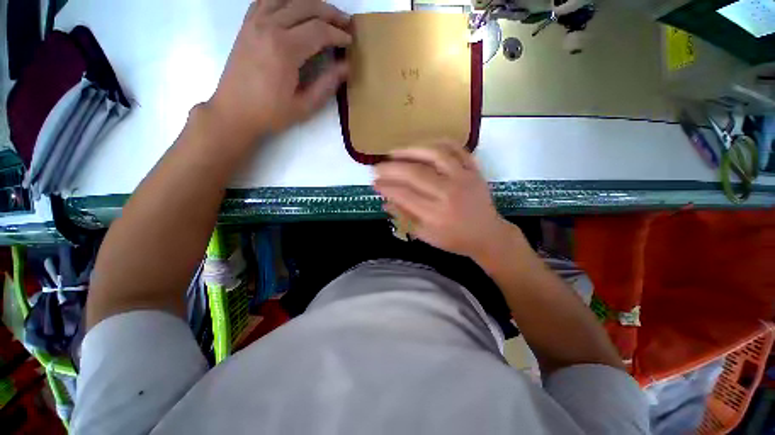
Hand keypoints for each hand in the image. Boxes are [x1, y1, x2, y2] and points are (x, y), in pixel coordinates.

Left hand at [206, 0, 351, 144]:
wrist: (234, 111)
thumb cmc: (271, 113)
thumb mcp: (304, 106)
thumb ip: (326, 85)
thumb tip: (346, 67)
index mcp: (285, 49)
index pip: (318, 30)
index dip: (338, 34)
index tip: (350, 40)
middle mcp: (269, 27)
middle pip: (305, 6)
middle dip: (330, 12)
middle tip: (345, 21)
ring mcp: (255, 22)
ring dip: (310, 2)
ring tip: (325, 12)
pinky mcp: (247, 24)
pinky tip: (295, 7)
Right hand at [374, 144, 515, 260]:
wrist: (488, 234)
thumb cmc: (455, 239)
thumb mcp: (426, 235)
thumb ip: (405, 218)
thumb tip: (384, 202)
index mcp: (436, 214)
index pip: (404, 195)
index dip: (386, 187)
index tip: (374, 183)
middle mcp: (449, 193)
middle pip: (415, 173)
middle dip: (391, 169)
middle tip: (377, 167)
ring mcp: (464, 177)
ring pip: (434, 155)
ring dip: (410, 151)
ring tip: (394, 152)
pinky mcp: (474, 170)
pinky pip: (456, 149)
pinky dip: (438, 143)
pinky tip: (423, 145)